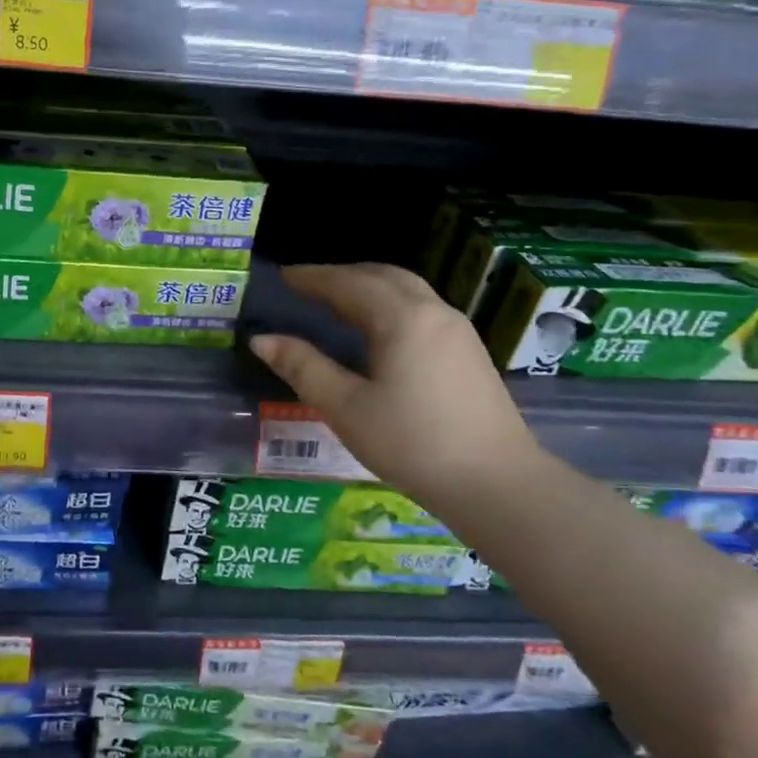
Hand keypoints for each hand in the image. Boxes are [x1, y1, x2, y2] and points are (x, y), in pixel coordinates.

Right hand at [249, 263, 538, 512]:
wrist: (496, 482)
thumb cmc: (412, 443)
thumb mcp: (346, 407)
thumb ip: (303, 367)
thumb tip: (261, 340)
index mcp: (402, 318)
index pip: (349, 283)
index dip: (313, 277)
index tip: (283, 276)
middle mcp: (434, 312)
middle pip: (383, 276)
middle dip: (342, 275)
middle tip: (306, 284)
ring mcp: (458, 330)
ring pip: (407, 289)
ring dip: (369, 286)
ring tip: (337, 300)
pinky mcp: (469, 352)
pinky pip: (422, 308)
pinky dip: (390, 303)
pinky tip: (377, 329)